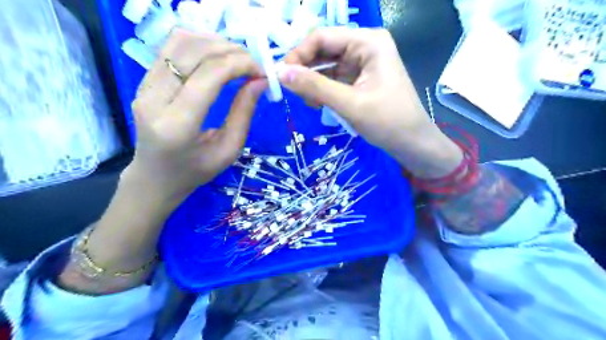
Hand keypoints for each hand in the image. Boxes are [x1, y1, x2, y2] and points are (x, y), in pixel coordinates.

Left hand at [131, 28, 266, 200]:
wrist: (155, 176)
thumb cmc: (195, 170)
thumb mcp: (228, 150)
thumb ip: (243, 113)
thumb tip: (260, 81)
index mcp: (177, 125)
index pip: (209, 75)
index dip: (240, 64)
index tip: (261, 71)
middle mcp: (154, 99)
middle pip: (194, 52)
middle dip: (231, 51)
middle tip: (253, 64)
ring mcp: (144, 86)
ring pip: (180, 42)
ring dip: (215, 42)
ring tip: (237, 58)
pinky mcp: (144, 80)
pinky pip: (172, 47)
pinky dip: (199, 43)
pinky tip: (217, 56)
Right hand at [280, 26, 464, 178]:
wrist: (412, 143)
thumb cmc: (387, 122)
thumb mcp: (349, 104)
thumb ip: (314, 86)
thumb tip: (279, 73)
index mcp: (368, 42)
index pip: (322, 37)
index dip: (298, 54)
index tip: (281, 76)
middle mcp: (364, 46)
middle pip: (323, 50)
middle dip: (306, 71)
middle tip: (294, 93)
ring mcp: (362, 63)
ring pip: (326, 66)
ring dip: (313, 83)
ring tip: (311, 103)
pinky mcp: (360, 78)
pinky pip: (334, 78)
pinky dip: (323, 90)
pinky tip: (319, 104)